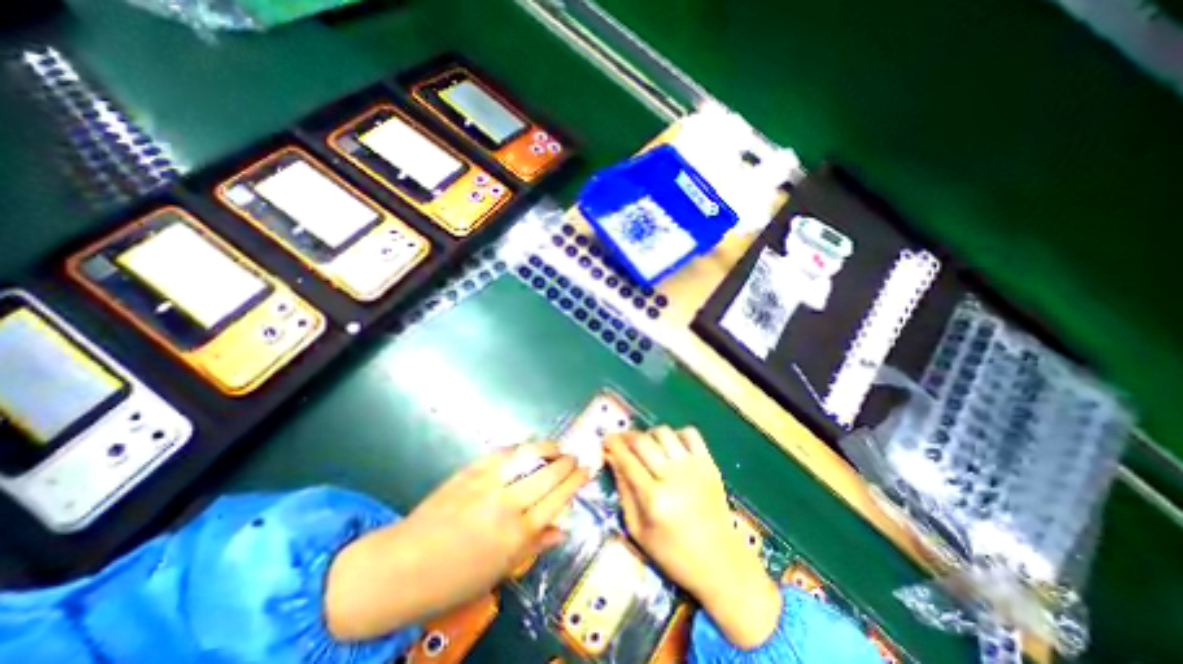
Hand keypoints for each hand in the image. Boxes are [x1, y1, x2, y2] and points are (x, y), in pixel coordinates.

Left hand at [322, 443, 586, 639]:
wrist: (401, 566)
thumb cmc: (454, 579)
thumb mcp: (500, 571)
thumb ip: (534, 545)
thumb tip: (562, 528)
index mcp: (517, 534)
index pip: (558, 498)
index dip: (576, 481)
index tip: (587, 470)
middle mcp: (507, 503)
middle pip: (548, 473)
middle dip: (567, 462)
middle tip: (575, 457)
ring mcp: (488, 482)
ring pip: (529, 455)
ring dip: (548, 448)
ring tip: (558, 447)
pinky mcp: (471, 470)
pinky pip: (503, 452)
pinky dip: (520, 448)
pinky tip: (527, 449)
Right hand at [603, 427, 783, 648]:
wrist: (721, 563)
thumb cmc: (674, 554)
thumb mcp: (638, 531)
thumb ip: (623, 491)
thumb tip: (611, 459)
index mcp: (654, 498)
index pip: (627, 460)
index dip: (612, 445)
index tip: (605, 439)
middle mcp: (673, 477)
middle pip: (643, 441)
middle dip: (626, 436)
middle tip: (620, 440)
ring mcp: (694, 467)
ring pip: (664, 432)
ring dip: (649, 434)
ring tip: (645, 445)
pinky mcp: (709, 464)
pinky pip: (690, 433)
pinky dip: (675, 434)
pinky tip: (670, 446)